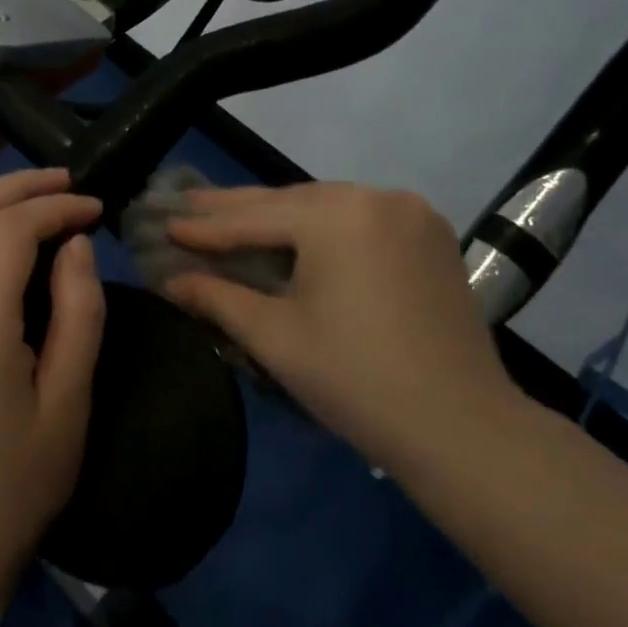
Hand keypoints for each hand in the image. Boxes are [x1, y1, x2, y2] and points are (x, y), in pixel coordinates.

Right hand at [164, 183, 518, 470]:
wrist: (462, 428)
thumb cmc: (356, 380)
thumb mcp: (275, 336)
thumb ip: (218, 298)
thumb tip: (170, 281)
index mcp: (337, 215)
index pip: (255, 218)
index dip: (206, 227)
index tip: (165, 224)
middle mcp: (376, 197)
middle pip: (291, 202)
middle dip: (237, 209)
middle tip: (189, 207)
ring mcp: (411, 213)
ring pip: (326, 207)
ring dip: (280, 215)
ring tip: (233, 218)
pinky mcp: (431, 235)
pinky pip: (360, 219)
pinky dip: (323, 226)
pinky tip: (296, 234)